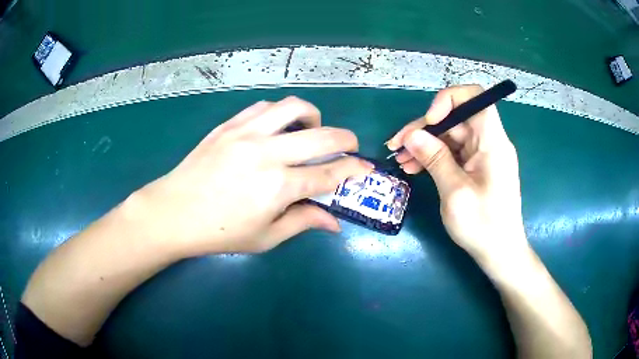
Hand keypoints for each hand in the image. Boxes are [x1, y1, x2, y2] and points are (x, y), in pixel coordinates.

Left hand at [135, 97, 372, 254]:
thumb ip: (302, 223)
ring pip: (292, 108)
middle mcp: (267, 153)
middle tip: (350, 145)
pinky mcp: (229, 125)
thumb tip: (334, 222)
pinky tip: (277, 127)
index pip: (329, 174)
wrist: (173, 212)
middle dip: (346, 139)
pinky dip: (279, 113)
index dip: (354, 170)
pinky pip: (263, 107)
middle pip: (322, 136)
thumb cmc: (219, 233)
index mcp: (278, 187)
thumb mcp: (265, 238)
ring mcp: (246, 134)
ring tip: (311, 130)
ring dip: (312, 116)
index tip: (366, 167)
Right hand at [386, 85, 527, 261]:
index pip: (475, 97)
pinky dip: (433, 157)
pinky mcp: (476, 167)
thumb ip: (435, 159)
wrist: (500, 252)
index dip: (450, 99)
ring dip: (425, 144)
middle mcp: (489, 142)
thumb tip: (412, 135)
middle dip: (425, 128)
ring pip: (451, 135)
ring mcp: (483, 155)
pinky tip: (414, 167)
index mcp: (493, 142)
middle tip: (397, 145)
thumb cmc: (483, 226)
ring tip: (401, 159)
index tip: (430, 121)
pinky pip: (453, 152)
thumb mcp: (455, 193)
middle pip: (456, 118)